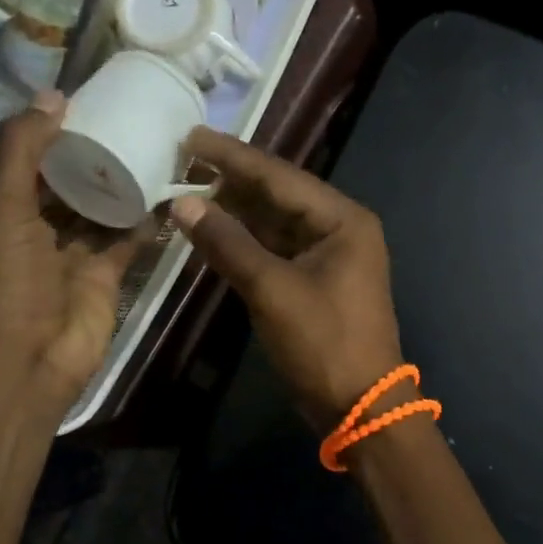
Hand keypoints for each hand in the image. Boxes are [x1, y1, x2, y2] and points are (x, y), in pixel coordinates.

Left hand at [0, 91, 143, 402]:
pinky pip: (127, 239)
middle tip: (130, 120)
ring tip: (154, 147)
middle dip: (93, 158)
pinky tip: (166, 193)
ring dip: (122, 185)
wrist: (32, 358)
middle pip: (69, 185)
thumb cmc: (10, 281)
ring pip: (101, 210)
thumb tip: (53, 96)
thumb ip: (23, 152)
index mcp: (5, 213)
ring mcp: (74, 255)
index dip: (53, 134)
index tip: (88, 103)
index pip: (30, 163)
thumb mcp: (4, 207)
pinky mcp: (106, 275)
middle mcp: (39, 230)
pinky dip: (145, 220)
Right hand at [172, 128, 404, 426]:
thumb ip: (228, 243)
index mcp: (342, 219)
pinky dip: (243, 240)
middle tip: (182, 157)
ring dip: (234, 208)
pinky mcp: (313, 279)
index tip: (191, 135)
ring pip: (273, 221)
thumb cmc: (323, 344)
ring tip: (187, 185)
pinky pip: (274, 247)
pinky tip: (211, 228)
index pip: (279, 176)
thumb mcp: (272, 290)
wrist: (360, 407)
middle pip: (277, 193)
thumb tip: (183, 203)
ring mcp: (327, 254)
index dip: (232, 156)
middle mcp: (338, 227)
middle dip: (231, 178)